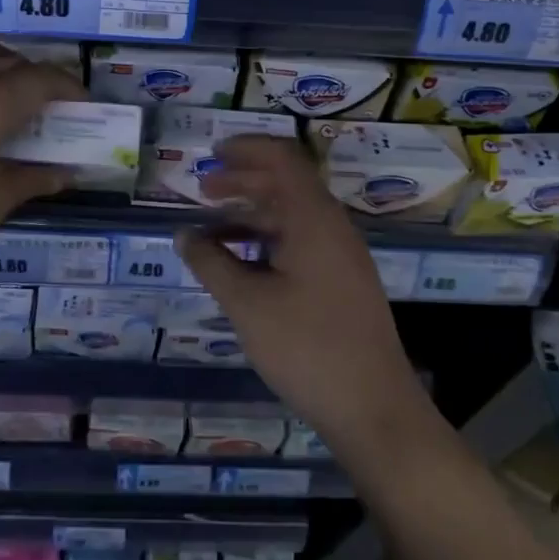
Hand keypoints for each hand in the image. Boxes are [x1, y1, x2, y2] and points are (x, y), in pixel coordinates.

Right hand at [175, 135, 436, 457]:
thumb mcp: (247, 304)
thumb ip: (211, 263)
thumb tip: (183, 235)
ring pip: (292, 217)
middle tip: (203, 190)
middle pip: (286, 185)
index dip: (246, 149)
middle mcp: (332, 227)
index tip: (212, 153)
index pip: (282, 159)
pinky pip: (301, 243)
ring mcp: (342, 256)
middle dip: (243, 182)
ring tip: (212, 230)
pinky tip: (242, 266)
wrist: (374, 410)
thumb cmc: (307, 347)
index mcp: (313, 218)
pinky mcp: (343, 283)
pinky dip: (268, 242)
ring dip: (253, 215)